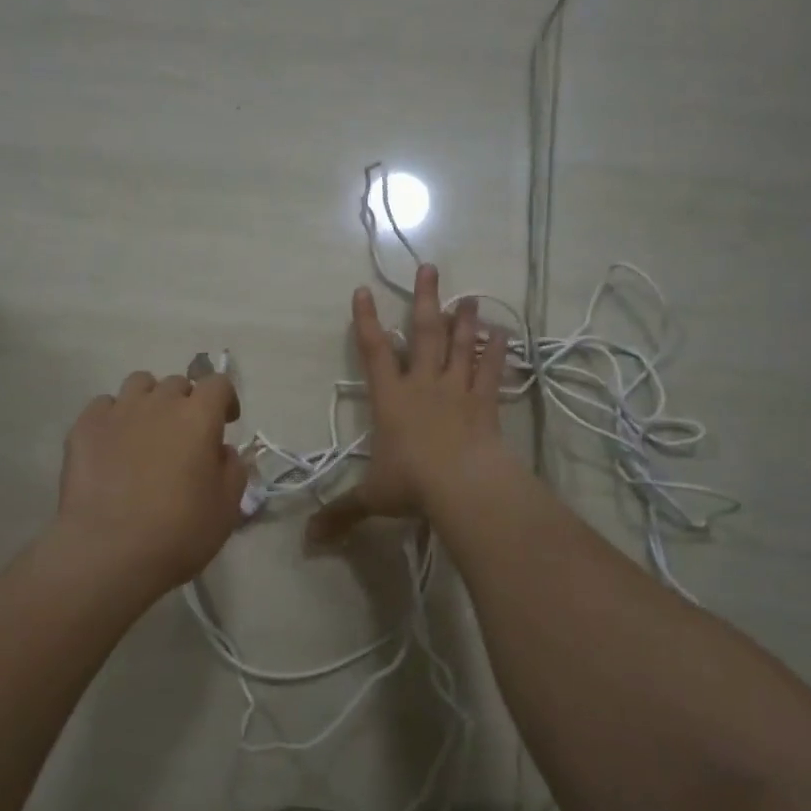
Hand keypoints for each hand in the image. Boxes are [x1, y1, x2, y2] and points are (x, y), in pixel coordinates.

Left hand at [55, 369, 247, 600]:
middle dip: (187, 402)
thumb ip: (232, 470)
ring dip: (150, 400)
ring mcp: (118, 412)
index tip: (225, 423)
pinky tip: (113, 443)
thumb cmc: (178, 532)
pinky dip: (114, 416)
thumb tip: (221, 450)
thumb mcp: (227, 508)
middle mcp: (159, 403)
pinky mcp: (84, 427)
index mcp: (198, 417)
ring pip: (139, 384)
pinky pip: (103, 405)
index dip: (225, 399)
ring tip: (147, 431)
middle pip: (177, 383)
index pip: (218, 383)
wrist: (109, 552)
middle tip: (185, 435)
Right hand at [308, 264, 511, 544]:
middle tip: (431, 269)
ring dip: (464, 320)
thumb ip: (341, 513)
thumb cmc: (412, 485)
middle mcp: (423, 385)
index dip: (366, 322)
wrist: (463, 486)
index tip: (363, 291)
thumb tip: (308, 541)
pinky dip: (496, 351)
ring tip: (469, 296)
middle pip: (423, 334)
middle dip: (424, 300)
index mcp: (390, 399)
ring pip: (460, 346)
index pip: (373, 352)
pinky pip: (490, 371)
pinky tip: (502, 332)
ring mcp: (457, 390)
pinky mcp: (484, 403)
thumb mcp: (371, 498)